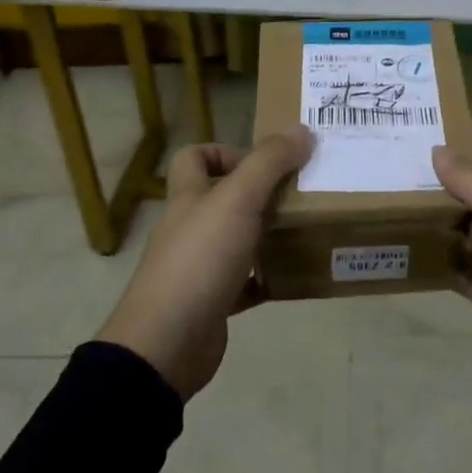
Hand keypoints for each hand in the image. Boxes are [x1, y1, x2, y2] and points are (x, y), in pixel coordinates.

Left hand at [96, 128, 310, 400]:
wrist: (168, 342)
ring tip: (304, 230)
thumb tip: (302, 130)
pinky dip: (266, 277)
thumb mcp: (238, 200)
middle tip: (299, 194)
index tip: (264, 163)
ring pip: (235, 239)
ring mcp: (198, 266)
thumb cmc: (200, 259)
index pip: (194, 158)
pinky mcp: (212, 301)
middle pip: (220, 198)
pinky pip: (244, 283)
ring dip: (266, 234)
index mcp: (189, 197)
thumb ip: (269, 163)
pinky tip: (293, 276)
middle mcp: (190, 227)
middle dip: (258, 193)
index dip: (224, 151)